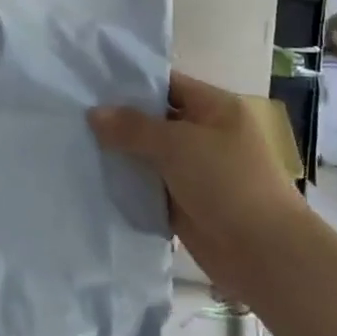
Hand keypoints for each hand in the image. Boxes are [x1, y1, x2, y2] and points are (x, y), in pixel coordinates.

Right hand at [88, 72, 305, 296]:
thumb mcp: (177, 145)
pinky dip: (127, 183)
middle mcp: (204, 134)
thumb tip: (93, 113)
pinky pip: (149, 185)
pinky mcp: (183, 202)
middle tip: (72, 111)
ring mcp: (194, 170)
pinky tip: (90, 176)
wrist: (265, 254)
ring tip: (73, 141)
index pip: (166, 83)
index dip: (130, 82)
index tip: (89, 81)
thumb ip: (133, 127)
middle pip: (154, 119)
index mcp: (214, 108)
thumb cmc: (227, 183)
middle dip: (118, 119)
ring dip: (119, 153)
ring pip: (148, 154)